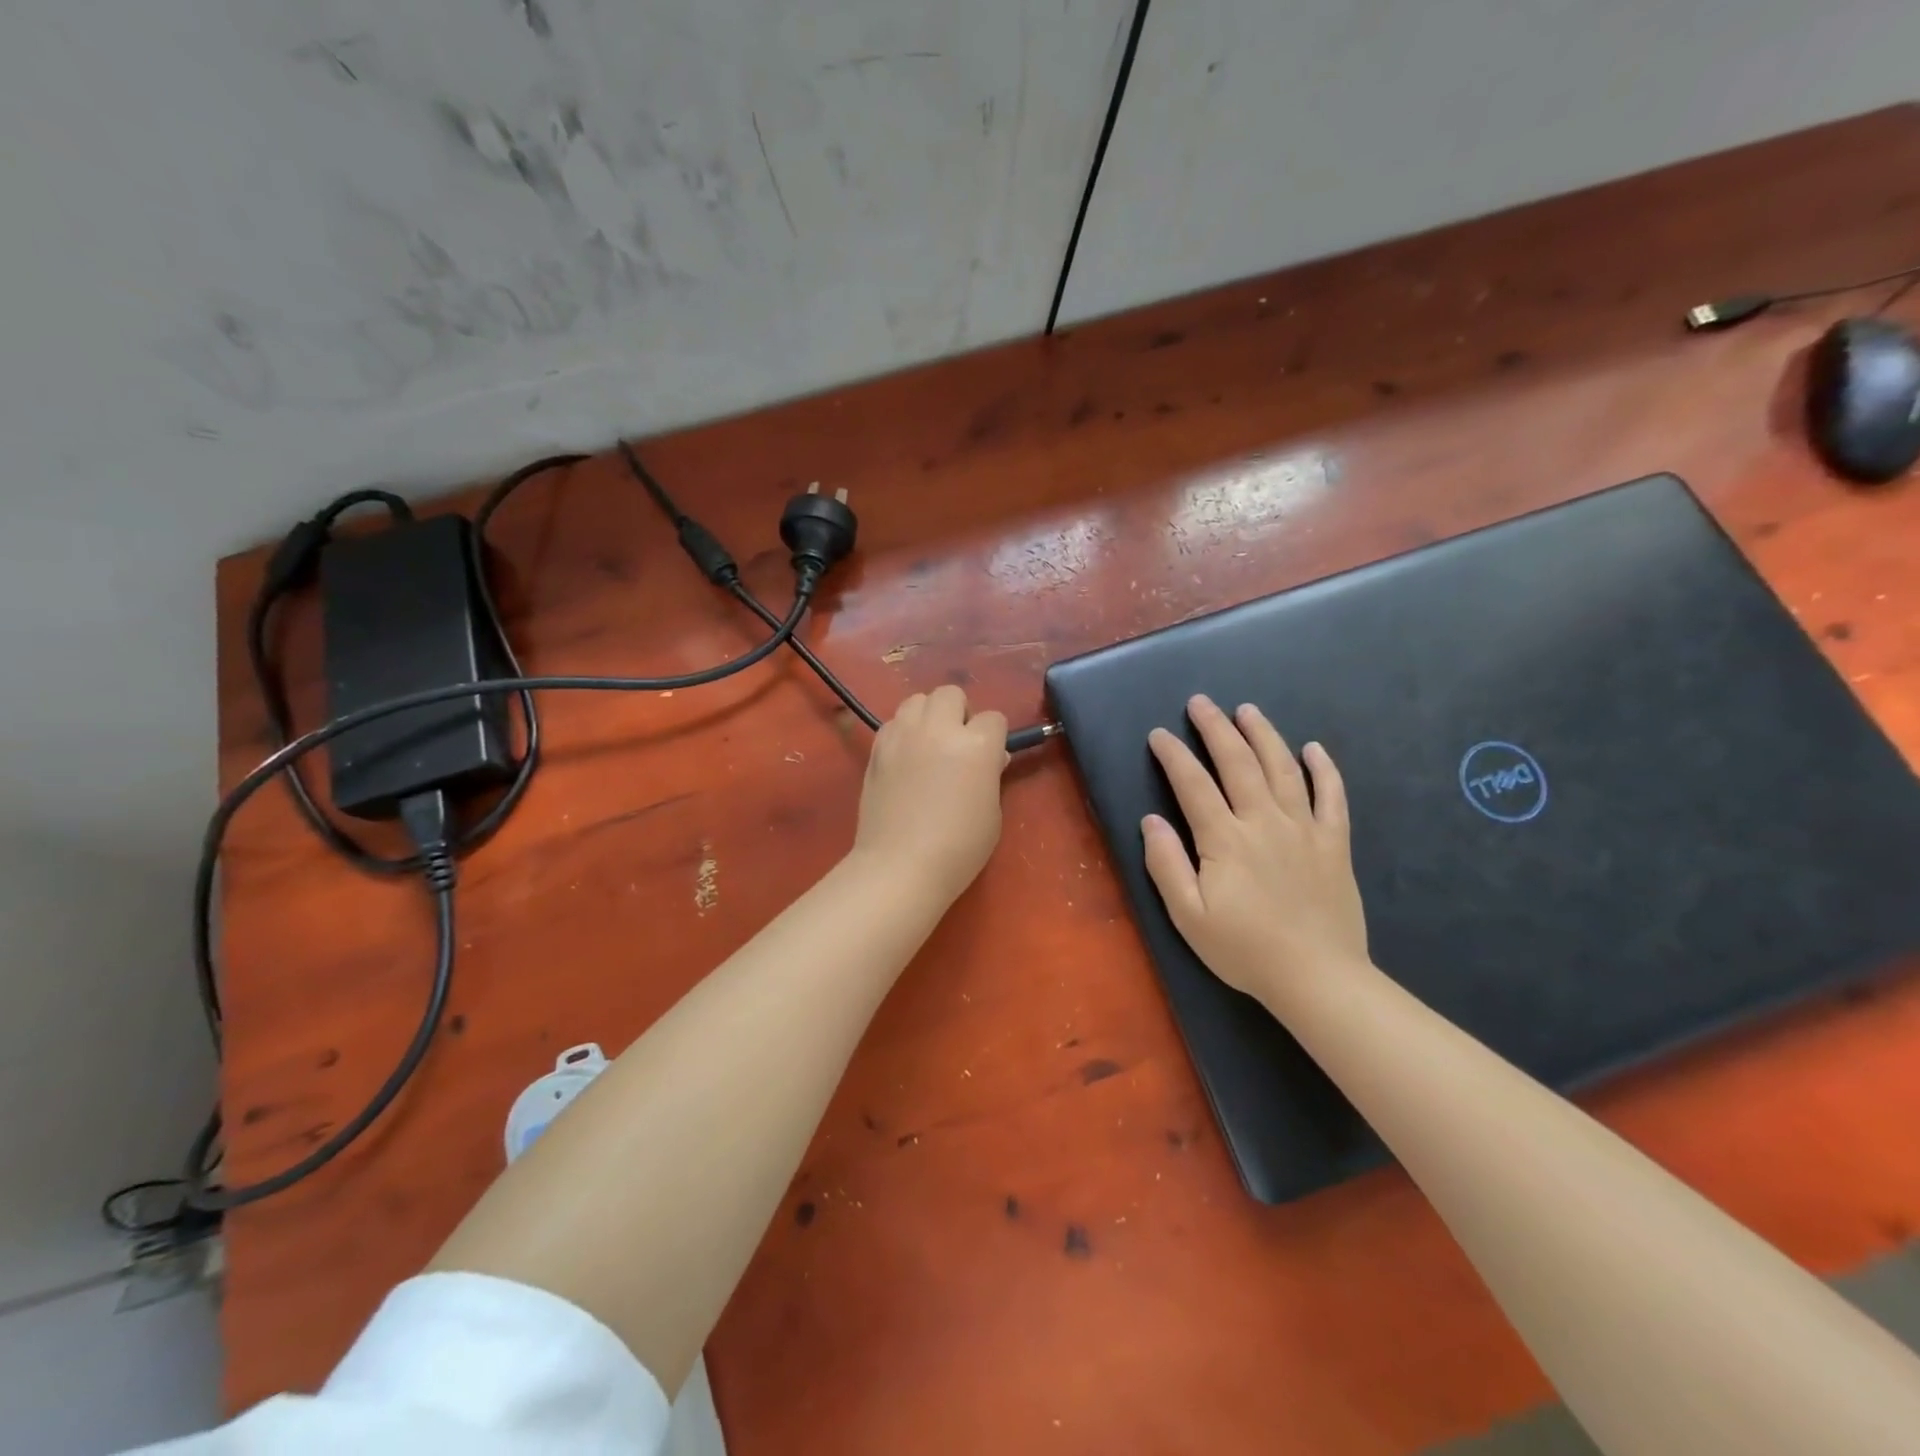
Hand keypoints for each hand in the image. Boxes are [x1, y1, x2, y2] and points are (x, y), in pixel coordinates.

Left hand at [852, 685, 1008, 902]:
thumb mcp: (992, 812)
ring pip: (917, 700)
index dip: (994, 737)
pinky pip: (894, 722)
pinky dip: (903, 731)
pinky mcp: (877, 748)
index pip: (993, 718)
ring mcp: (903, 735)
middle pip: (951, 694)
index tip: (990, 758)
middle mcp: (938, 729)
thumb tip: (990, 758)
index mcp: (976, 745)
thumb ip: (991, 775)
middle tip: (958, 745)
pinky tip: (905, 758)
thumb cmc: (959, 848)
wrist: (900, 866)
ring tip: (929, 745)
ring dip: (929, 716)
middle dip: (960, 713)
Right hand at [1142, 696, 1367, 1008]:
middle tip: (1200, 702)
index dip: (1174, 755)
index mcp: (1225, 839)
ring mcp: (1304, 829)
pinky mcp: (1334, 843)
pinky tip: (1314, 749)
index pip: (1193, 784)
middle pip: (1238, 763)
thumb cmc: (1244, 949)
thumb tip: (1151, 820)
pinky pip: (1332, 797)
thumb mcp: (1188, 915)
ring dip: (1263, 734)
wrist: (1317, 978)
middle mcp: (1264, 822)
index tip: (1159, 734)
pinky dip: (1324, 769)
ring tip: (1247, 710)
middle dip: (1215, 728)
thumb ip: (1166, 864)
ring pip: (1283, 768)